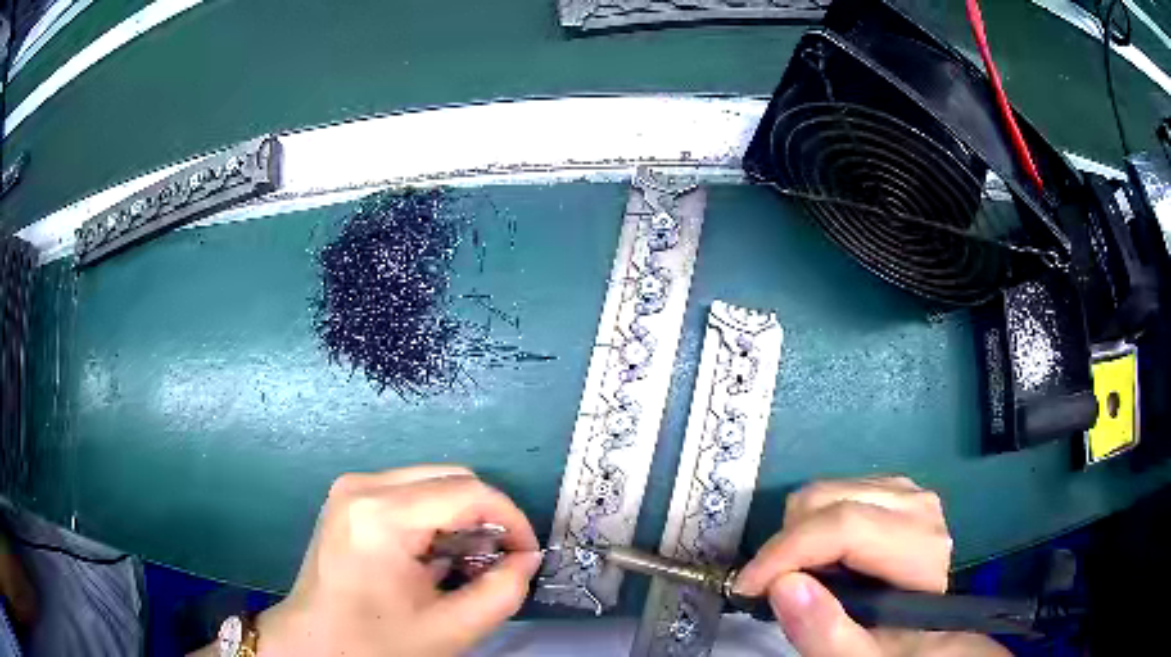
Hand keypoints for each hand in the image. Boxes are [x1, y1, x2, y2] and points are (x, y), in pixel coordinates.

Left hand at [256, 465, 540, 656]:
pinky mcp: (348, 497)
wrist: (315, 643)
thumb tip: (526, 558)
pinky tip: (436, 556)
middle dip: (487, 516)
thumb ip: (504, 592)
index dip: (511, 519)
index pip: (469, 492)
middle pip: (451, 478)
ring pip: (432, 482)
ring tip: (468, 563)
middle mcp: (364, 486)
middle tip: (498, 561)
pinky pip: (409, 492)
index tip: (528, 554)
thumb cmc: (378, 642)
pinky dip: (436, 518)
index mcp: (383, 516)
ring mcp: (352, 487)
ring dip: (462, 517)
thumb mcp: (452, 629)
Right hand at [735, 476, 1008, 656]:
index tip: (746, 587)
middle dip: (786, 546)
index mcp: (920, 547)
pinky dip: (809, 525)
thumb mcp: (860, 656)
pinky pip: (831, 492)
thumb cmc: (891, 646)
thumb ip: (827, 634)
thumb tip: (784, 585)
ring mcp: (905, 492)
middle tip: (774, 589)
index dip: (787, 552)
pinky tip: (822, 559)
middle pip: (828, 500)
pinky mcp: (890, 490)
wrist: (920, 632)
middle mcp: (917, 506)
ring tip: (803, 578)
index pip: (846, 526)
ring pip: (824, 490)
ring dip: (795, 536)